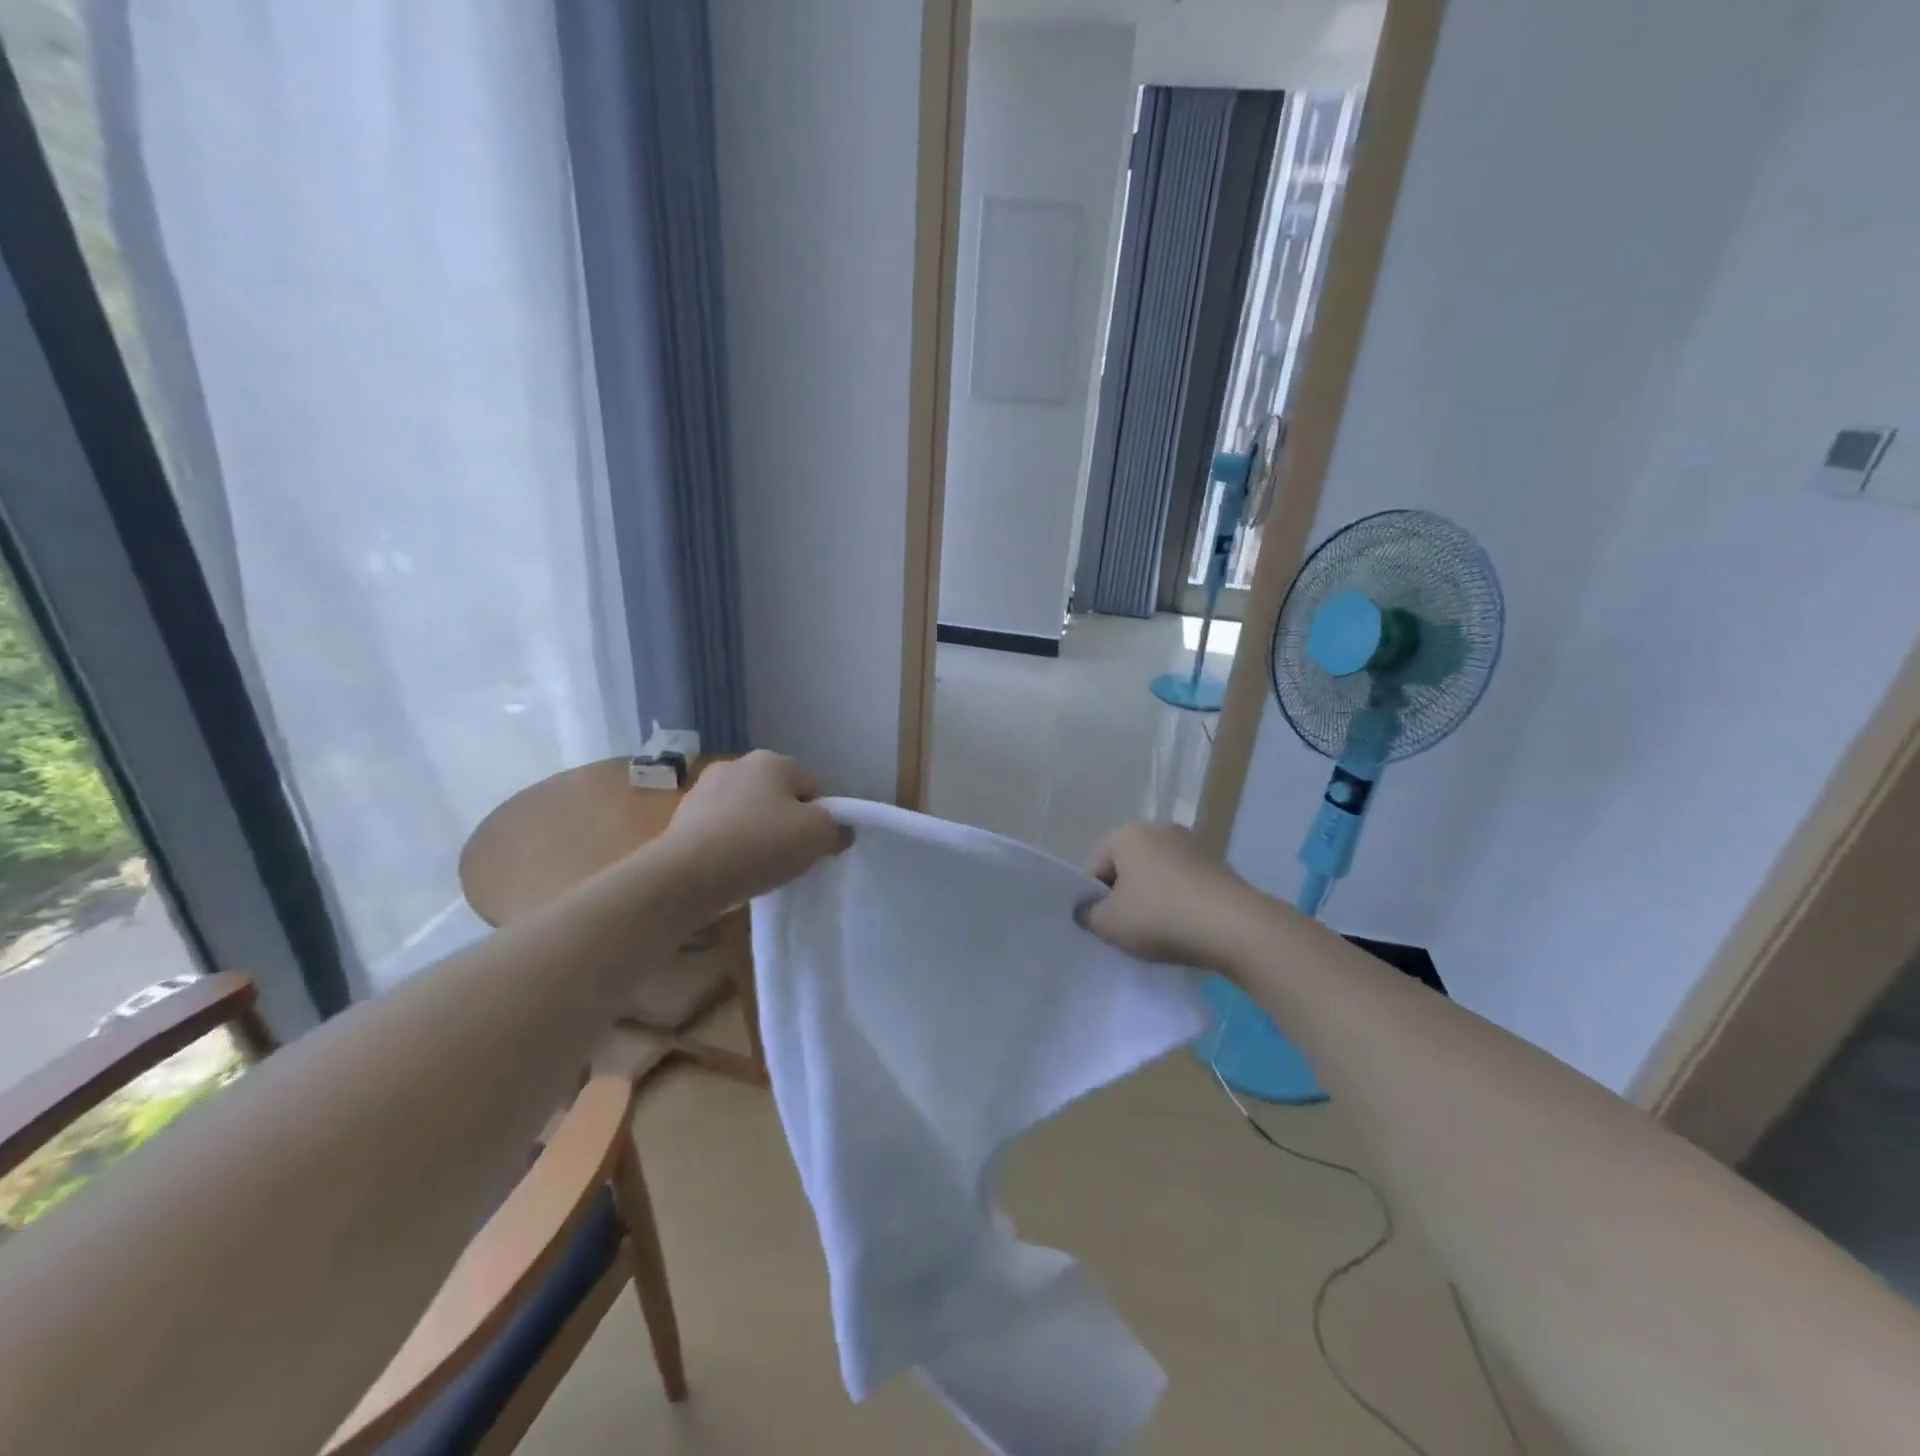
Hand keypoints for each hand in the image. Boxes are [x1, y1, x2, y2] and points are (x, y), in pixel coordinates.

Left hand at [662, 752, 850, 910]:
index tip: (817, 846)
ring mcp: (704, 790)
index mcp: (772, 760)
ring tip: (760, 868)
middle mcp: (736, 765)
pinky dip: (731, 847)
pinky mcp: (682, 818)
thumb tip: (839, 832)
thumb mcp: (818, 836)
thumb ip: (837, 829)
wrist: (687, 875)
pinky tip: (733, 870)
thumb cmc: (760, 845)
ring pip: (748, 814)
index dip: (821, 817)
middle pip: (779, 798)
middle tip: (792, 858)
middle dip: (787, 824)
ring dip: (757, 835)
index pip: (813, 786)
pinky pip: (721, 831)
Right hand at [1078, 821, 1264, 972]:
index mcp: (1127, 834)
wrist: (1237, 928)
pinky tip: (1186, 930)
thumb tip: (1087, 910)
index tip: (1105, 928)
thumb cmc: (1162, 917)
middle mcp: (1160, 830)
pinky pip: (1185, 886)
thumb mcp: (1109, 924)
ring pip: (1157, 877)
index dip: (1094, 901)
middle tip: (1129, 932)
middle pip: (1127, 869)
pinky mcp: (1219, 866)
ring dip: (1153, 902)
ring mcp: (1194, 846)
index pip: (1095, 868)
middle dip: (1124, 898)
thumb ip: (1087, 915)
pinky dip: (1179, 904)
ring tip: (1160, 934)